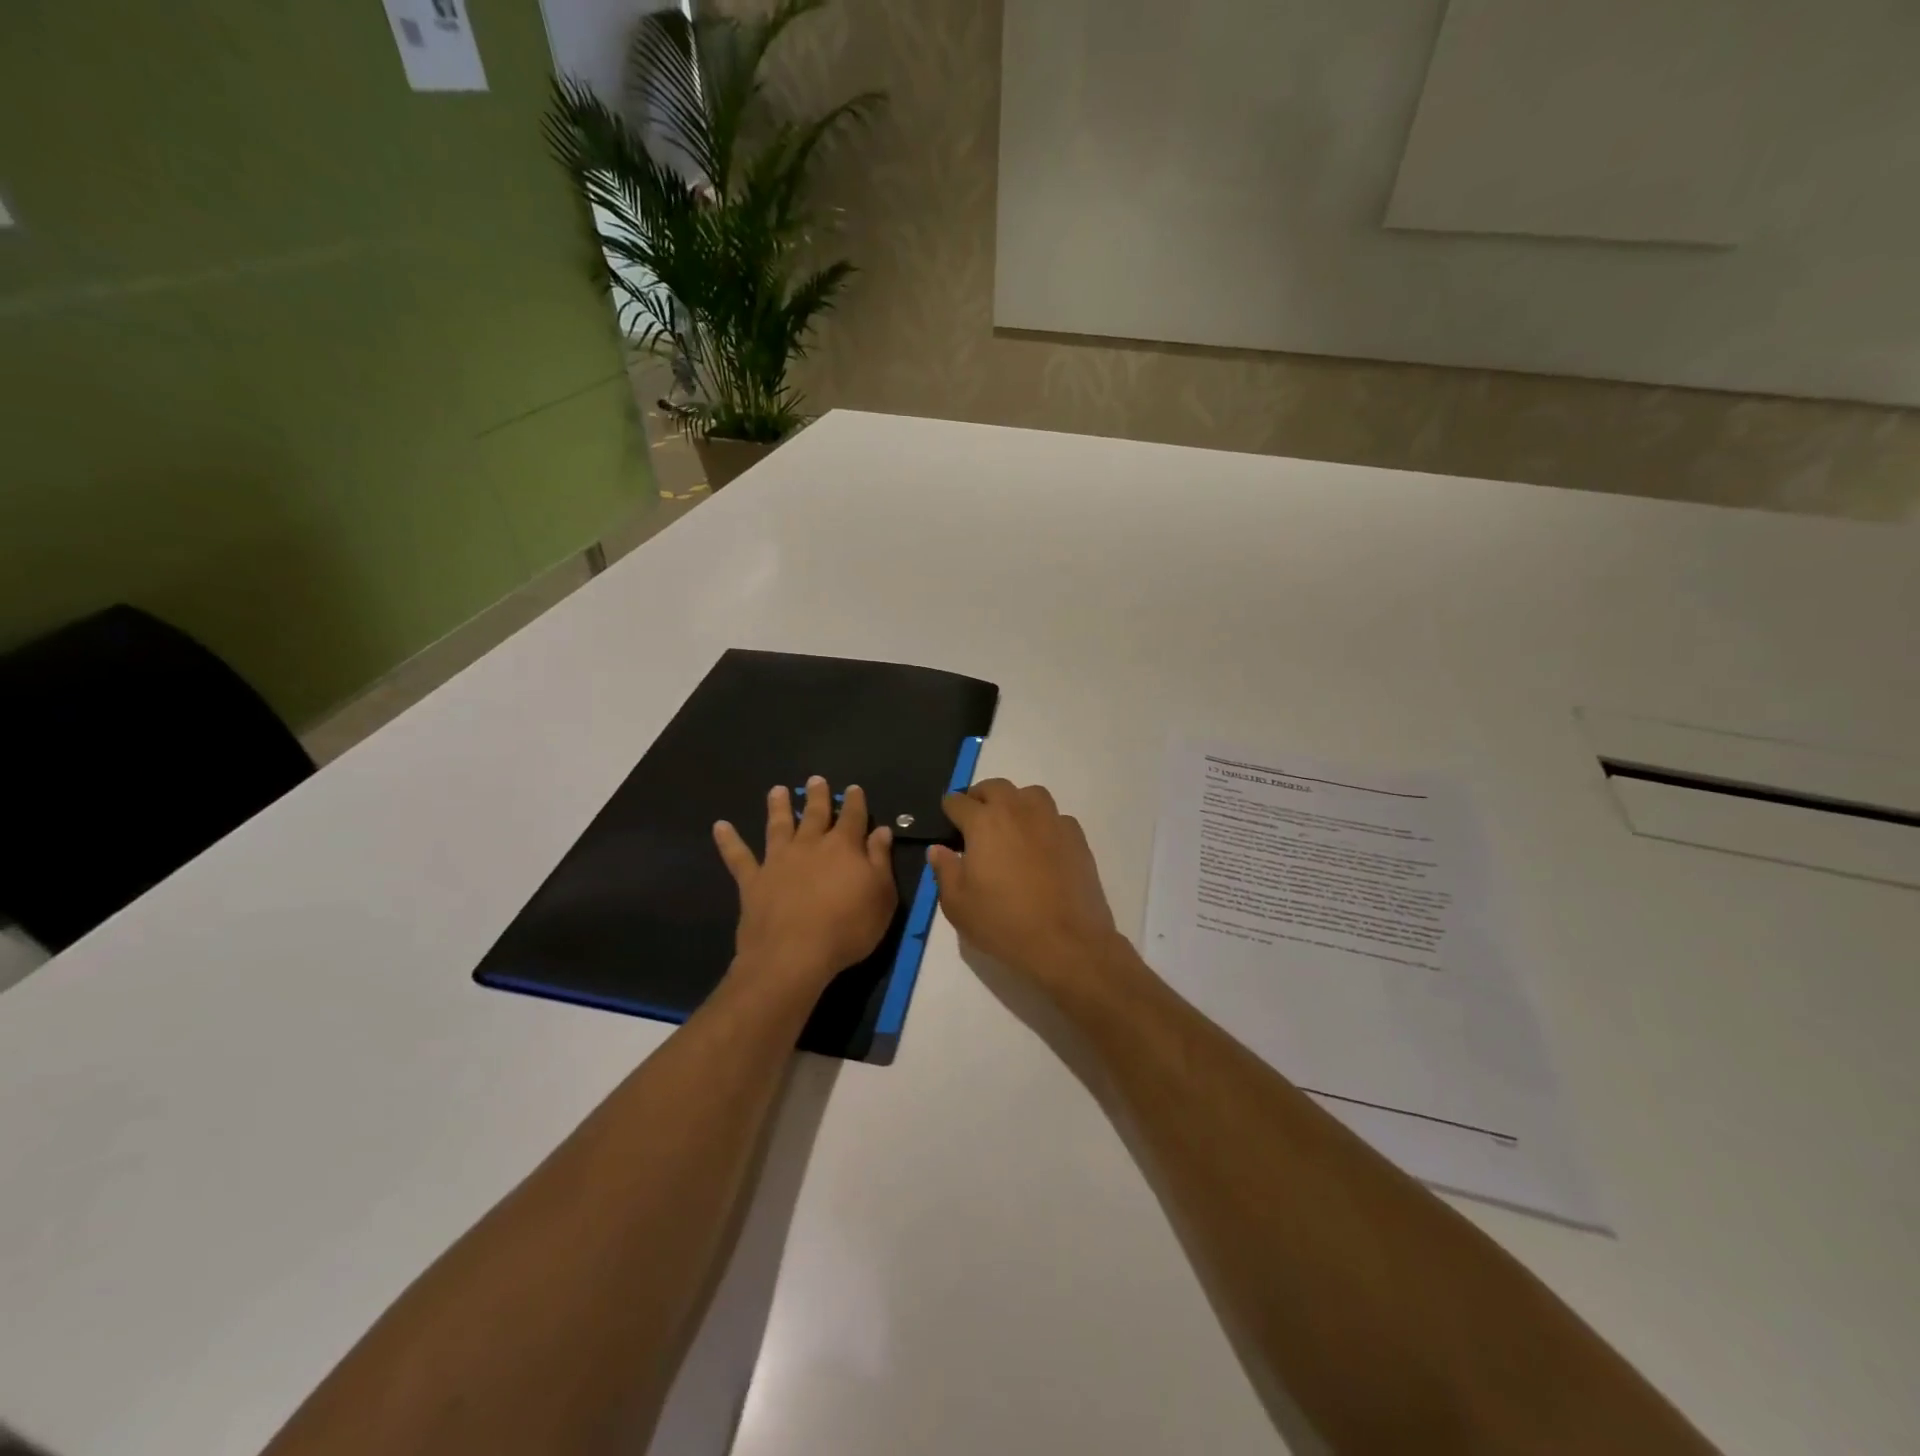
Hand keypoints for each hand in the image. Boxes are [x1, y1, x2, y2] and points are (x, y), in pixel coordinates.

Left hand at [714, 777, 897, 989]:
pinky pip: (738, 857)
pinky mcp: (753, 881)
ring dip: (777, 807)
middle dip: (818, 796)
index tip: (854, 789)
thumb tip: (881, 831)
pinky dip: (729, 841)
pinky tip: (720, 826)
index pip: (853, 817)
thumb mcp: (881, 896)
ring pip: (778, 826)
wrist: (794, 955)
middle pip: (815, 814)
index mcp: (844, 847)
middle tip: (815, 779)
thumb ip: (880, 860)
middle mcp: (810, 845)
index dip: (855, 802)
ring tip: (776, 790)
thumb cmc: (848, 928)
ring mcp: (778, 861)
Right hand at [929, 780, 1121, 990]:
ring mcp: (1051, 821)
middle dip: (980, 797)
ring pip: (1030, 794)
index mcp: (984, 823)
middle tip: (975, 819)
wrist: (1066, 942)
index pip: (958, 802)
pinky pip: (1056, 817)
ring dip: (1016, 802)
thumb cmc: (1004, 923)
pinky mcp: (1077, 837)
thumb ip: (945, 871)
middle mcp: (1018, 811)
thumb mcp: (958, 905)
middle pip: (995, 787)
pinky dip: (1044, 823)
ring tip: (1011, 825)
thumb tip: (938, 849)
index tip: (947, 821)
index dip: (949, 809)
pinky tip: (1041, 845)